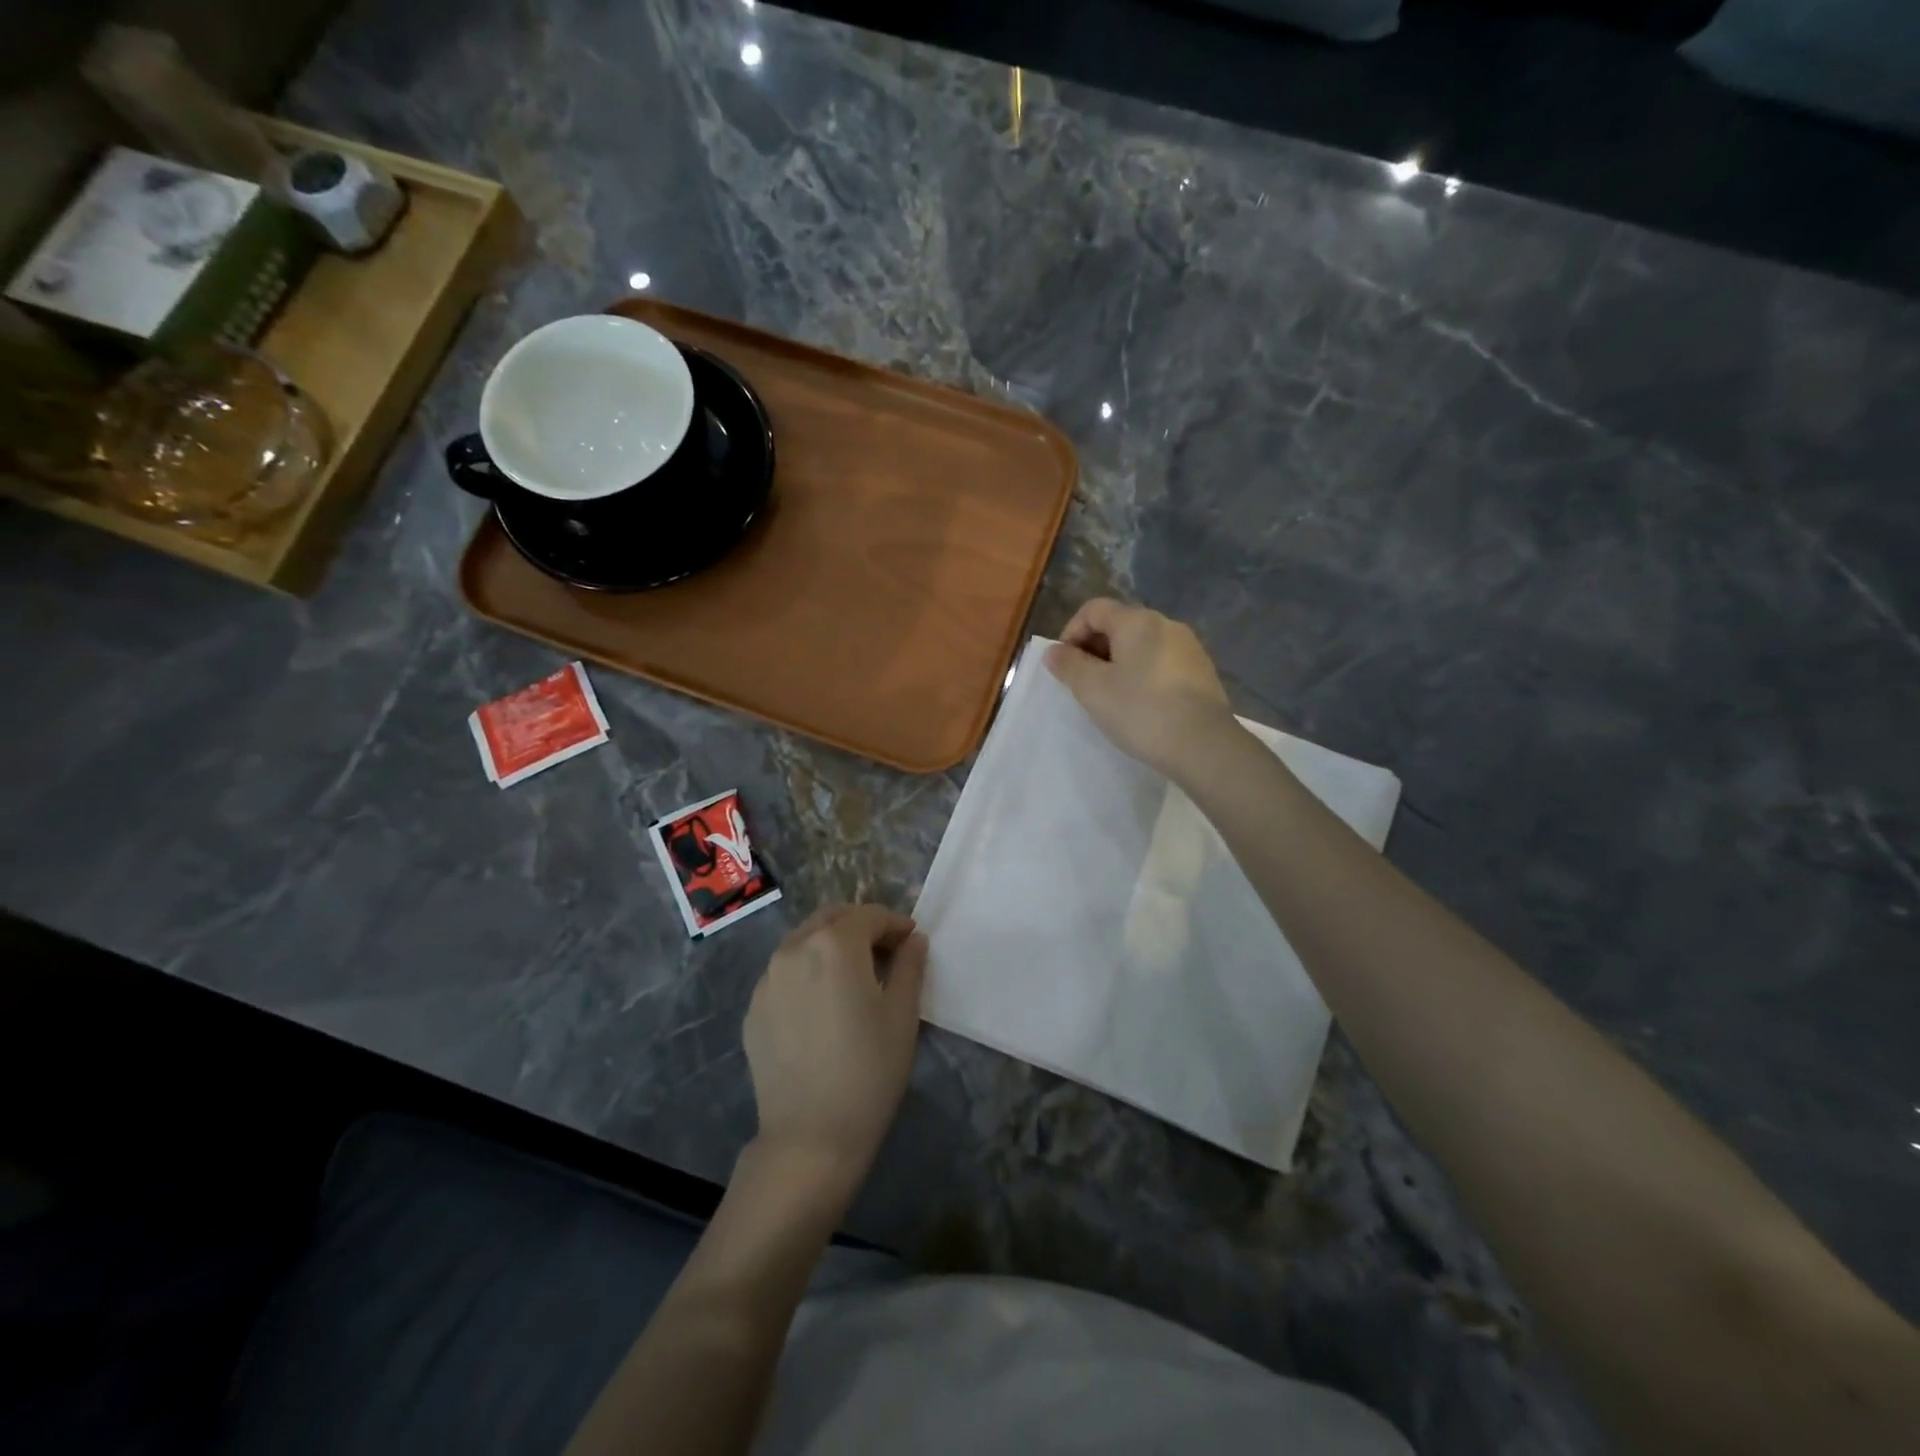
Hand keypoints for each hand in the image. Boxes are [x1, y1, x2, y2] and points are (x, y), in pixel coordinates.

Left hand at [742, 904, 926, 1196]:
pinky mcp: (753, 1008)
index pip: (869, 915)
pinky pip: (784, 973)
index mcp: (834, 944)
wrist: (810, 1136)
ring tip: (852, 977)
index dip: (895, 924)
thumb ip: (909, 966)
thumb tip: (913, 940)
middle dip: (860, 926)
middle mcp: (794, 949)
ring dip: (830, 945)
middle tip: (884, 952)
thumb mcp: (902, 1014)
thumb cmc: (869, 1070)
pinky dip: (807, 972)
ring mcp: (767, 979)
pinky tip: (822, 1005)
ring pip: (803, 942)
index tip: (911, 942)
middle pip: (831, 918)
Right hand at [1046, 598, 1235, 779]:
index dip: (1071, 632)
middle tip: (1083, 684)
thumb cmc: (1141, 711)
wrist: (1203, 746)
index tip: (1064, 666)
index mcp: (1137, 621)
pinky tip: (1140, 705)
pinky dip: (1142, 674)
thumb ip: (1069, 666)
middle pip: (1119, 624)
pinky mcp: (1202, 672)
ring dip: (1118, 663)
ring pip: (1141, 645)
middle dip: (1094, 649)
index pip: (1093, 609)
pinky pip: (1161, 662)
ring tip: (1110, 697)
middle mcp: (1166, 624)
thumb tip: (1054, 651)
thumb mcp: (1093, 690)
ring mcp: (1189, 647)